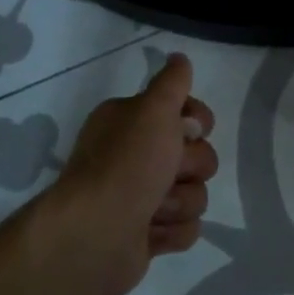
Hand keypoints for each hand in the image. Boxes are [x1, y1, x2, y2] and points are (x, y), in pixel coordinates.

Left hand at [34, 54, 218, 294]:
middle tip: (167, 172)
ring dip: (179, 202)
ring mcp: (142, 198)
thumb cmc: (126, 165)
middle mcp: (136, 156)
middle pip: (198, 155)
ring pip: (195, 193)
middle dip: (189, 167)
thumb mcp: (152, 110)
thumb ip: (171, 83)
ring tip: (153, 209)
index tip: (187, 130)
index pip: (188, 113)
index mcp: (131, 122)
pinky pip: (186, 228)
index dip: (196, 122)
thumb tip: (179, 58)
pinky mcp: (148, 235)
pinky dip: (171, 232)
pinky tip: (149, 233)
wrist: (95, 236)